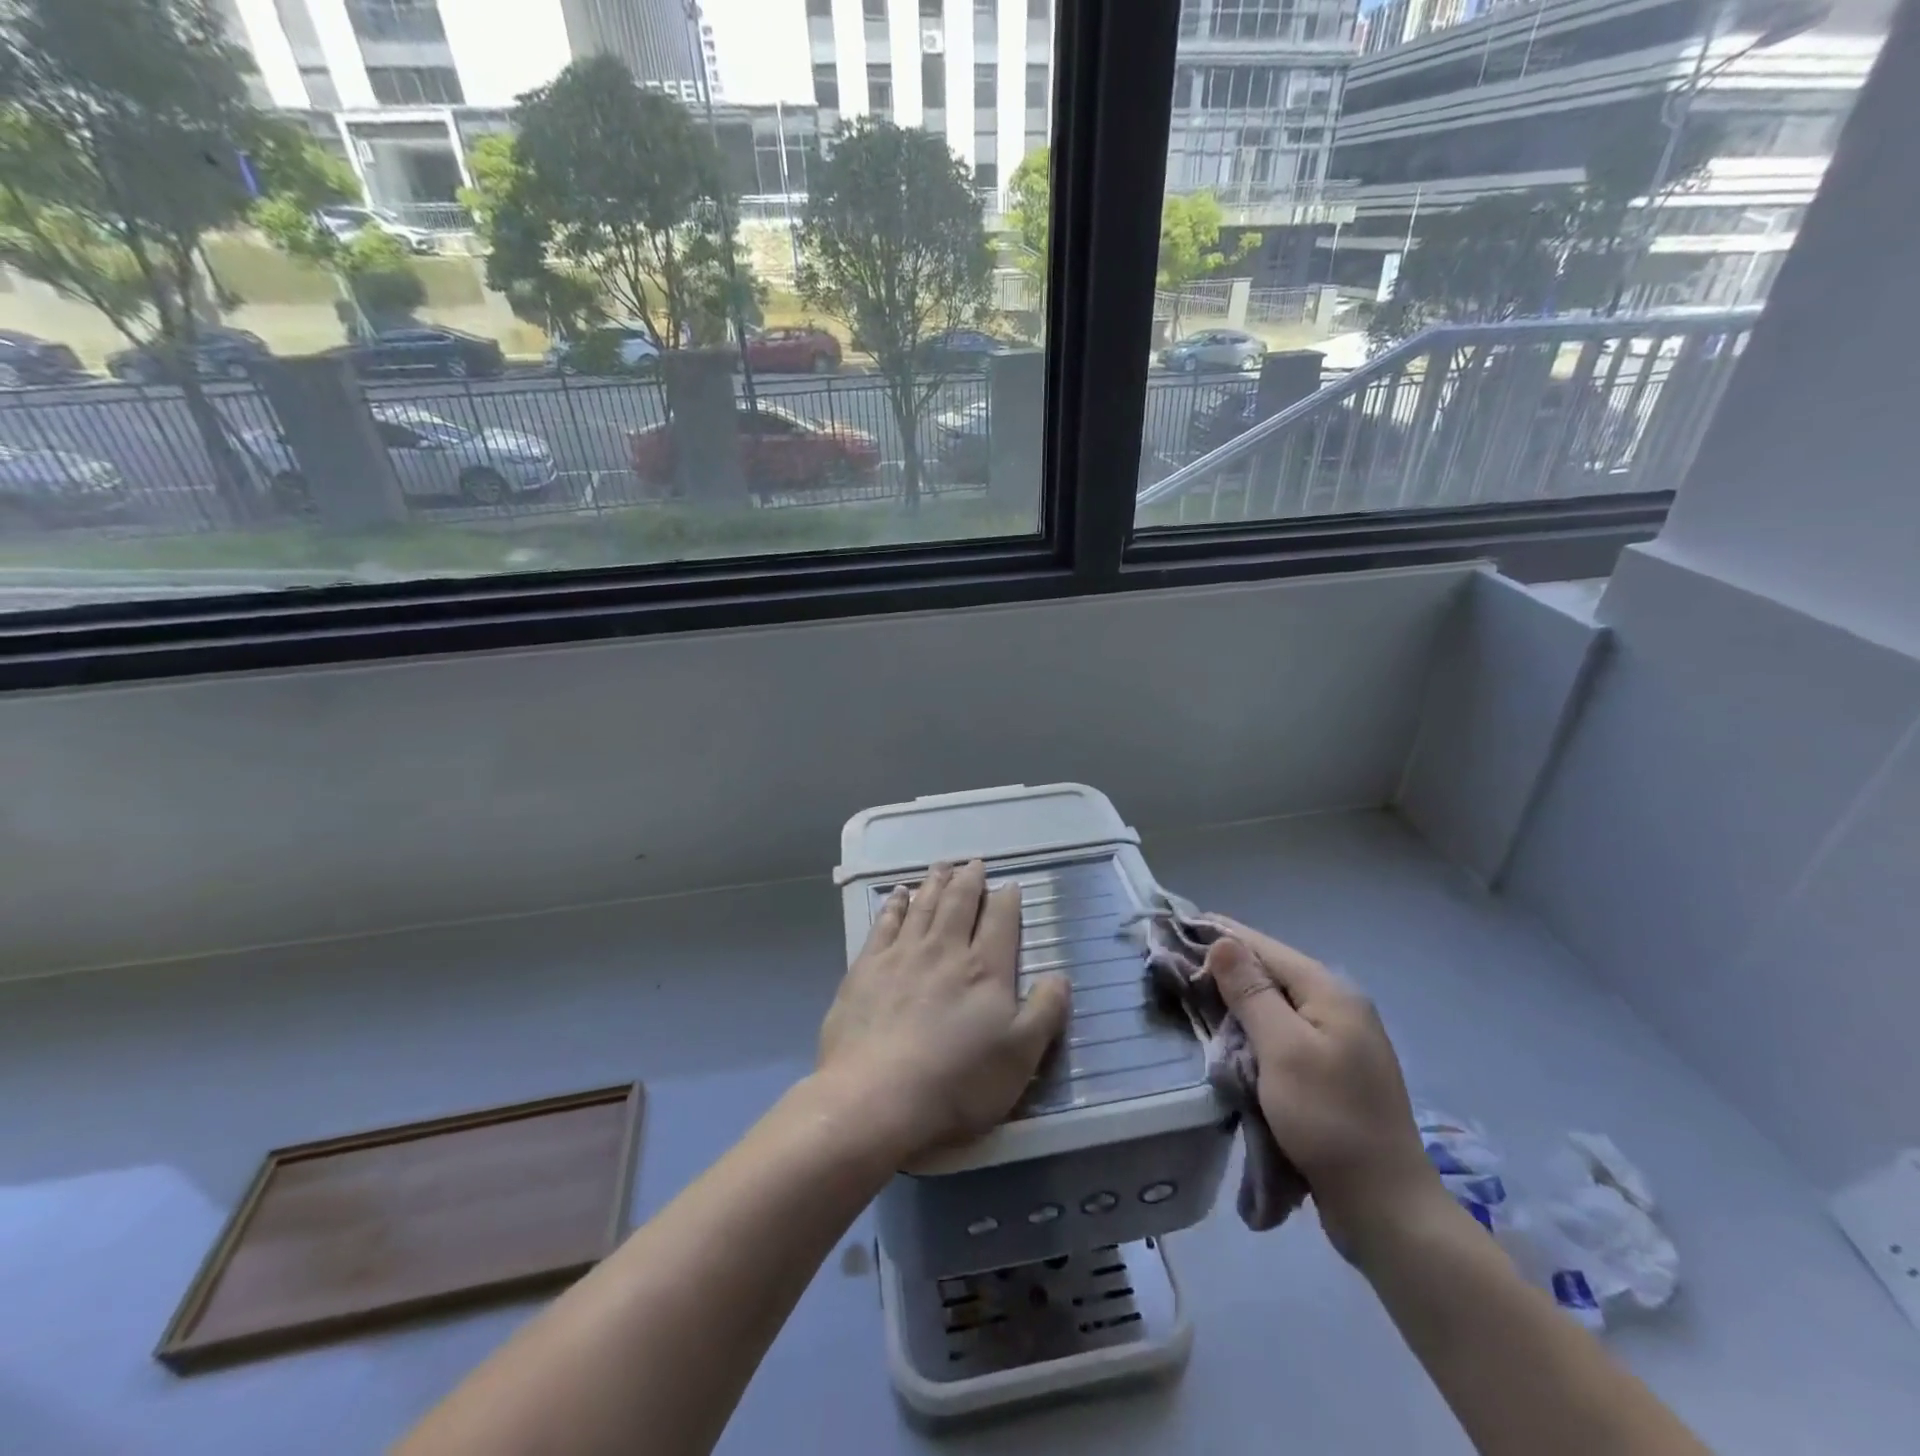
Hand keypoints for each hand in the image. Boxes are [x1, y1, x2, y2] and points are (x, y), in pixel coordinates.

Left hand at [818, 861, 1071, 1161]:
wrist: (876, 1096)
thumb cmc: (957, 1083)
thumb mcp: (1020, 1057)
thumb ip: (1044, 1012)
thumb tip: (1061, 975)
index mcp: (984, 970)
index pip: (1000, 922)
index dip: (1007, 901)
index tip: (1009, 885)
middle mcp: (944, 950)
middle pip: (959, 903)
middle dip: (969, 881)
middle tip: (973, 863)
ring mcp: (901, 955)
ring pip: (923, 906)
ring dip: (935, 883)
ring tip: (941, 866)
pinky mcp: (866, 968)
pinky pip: (884, 923)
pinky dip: (894, 904)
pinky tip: (897, 894)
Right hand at [1202, 916, 1443, 1260]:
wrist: (1385, 1207)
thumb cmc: (1329, 1119)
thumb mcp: (1283, 1049)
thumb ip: (1252, 993)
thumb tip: (1224, 941)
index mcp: (1330, 993)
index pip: (1264, 947)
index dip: (1220, 934)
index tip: (1176, 927)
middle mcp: (1338, 1007)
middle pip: (1271, 973)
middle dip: (1224, 967)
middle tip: (1175, 966)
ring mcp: (1338, 1041)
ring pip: (1275, 1005)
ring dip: (1236, 1000)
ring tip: (1192, 995)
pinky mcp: (1331, 1071)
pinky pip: (1282, 1034)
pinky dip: (1252, 1029)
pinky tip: (1228, 1035)